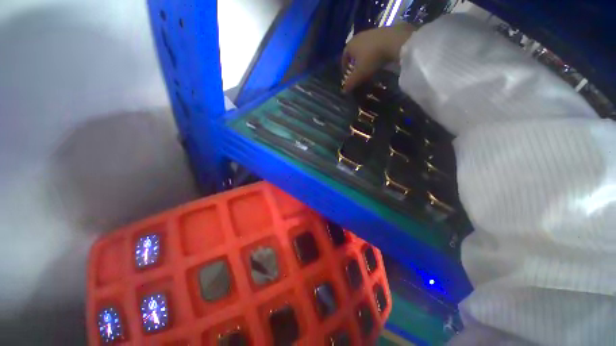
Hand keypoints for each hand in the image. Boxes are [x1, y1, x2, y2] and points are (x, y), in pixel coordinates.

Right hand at [341, 23, 415, 92]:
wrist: (395, 40)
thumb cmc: (372, 58)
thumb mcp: (360, 74)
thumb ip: (350, 83)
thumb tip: (343, 91)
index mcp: (351, 45)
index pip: (344, 56)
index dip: (344, 66)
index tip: (346, 74)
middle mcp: (359, 36)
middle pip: (354, 50)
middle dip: (355, 61)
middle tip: (357, 71)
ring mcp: (372, 31)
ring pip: (365, 46)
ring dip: (365, 56)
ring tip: (369, 66)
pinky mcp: (385, 30)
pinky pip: (376, 43)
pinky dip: (375, 52)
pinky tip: (380, 58)